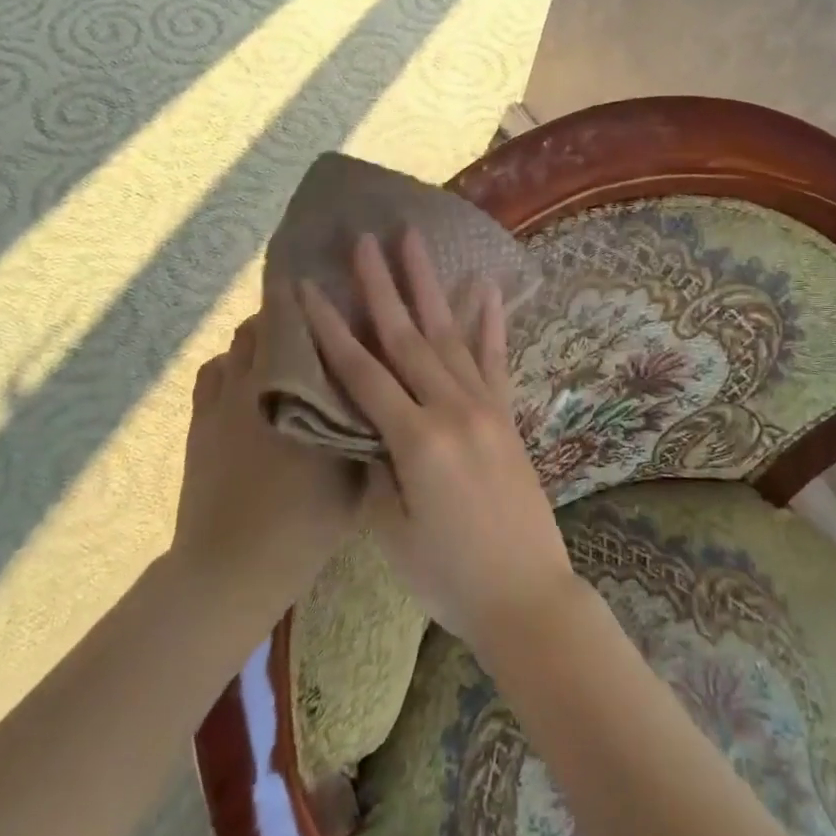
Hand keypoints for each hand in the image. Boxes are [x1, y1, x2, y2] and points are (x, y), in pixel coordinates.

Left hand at [171, 315, 366, 619]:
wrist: (234, 566)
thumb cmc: (305, 522)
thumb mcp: (356, 475)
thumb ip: (366, 426)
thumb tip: (378, 392)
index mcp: (299, 391)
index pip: (293, 320)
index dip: (302, 294)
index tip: (320, 281)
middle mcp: (257, 383)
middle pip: (261, 323)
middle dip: (285, 316)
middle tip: (312, 324)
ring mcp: (221, 402)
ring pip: (236, 346)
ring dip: (257, 340)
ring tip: (281, 353)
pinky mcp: (200, 423)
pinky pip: (212, 373)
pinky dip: (230, 368)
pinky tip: (246, 384)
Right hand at [298, 230, 580, 655]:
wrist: (527, 596)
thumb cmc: (449, 576)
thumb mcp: (391, 533)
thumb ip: (374, 471)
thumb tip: (364, 428)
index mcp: (416, 441)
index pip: (362, 372)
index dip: (331, 328)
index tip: (309, 286)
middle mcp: (452, 410)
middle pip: (407, 336)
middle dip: (381, 285)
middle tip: (365, 239)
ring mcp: (485, 407)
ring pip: (449, 334)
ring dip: (429, 286)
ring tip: (415, 242)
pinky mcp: (507, 415)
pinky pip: (495, 358)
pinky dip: (489, 321)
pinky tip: (485, 286)